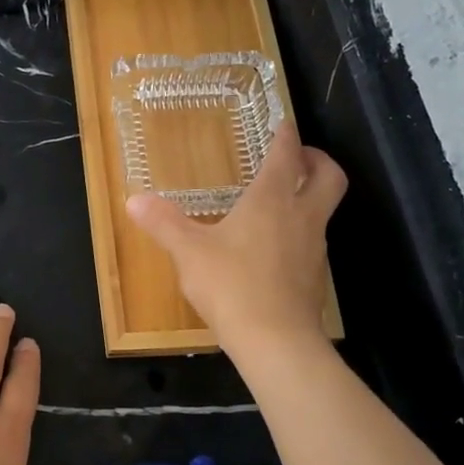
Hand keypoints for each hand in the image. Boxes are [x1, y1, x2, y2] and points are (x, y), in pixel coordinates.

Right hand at [126, 121, 346, 355]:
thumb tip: (134, 200)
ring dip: (308, 198)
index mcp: (272, 200)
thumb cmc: (232, 285)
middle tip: (297, 158)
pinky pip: (312, 241)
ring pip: (323, 210)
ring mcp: (314, 248)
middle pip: (329, 176)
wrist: (276, 340)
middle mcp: (301, 216)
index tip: (283, 124)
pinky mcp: (314, 276)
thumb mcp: (189, 252)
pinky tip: (273, 248)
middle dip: (317, 160)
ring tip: (279, 203)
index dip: (286, 135)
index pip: (287, 155)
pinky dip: (300, 232)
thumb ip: (164, 223)